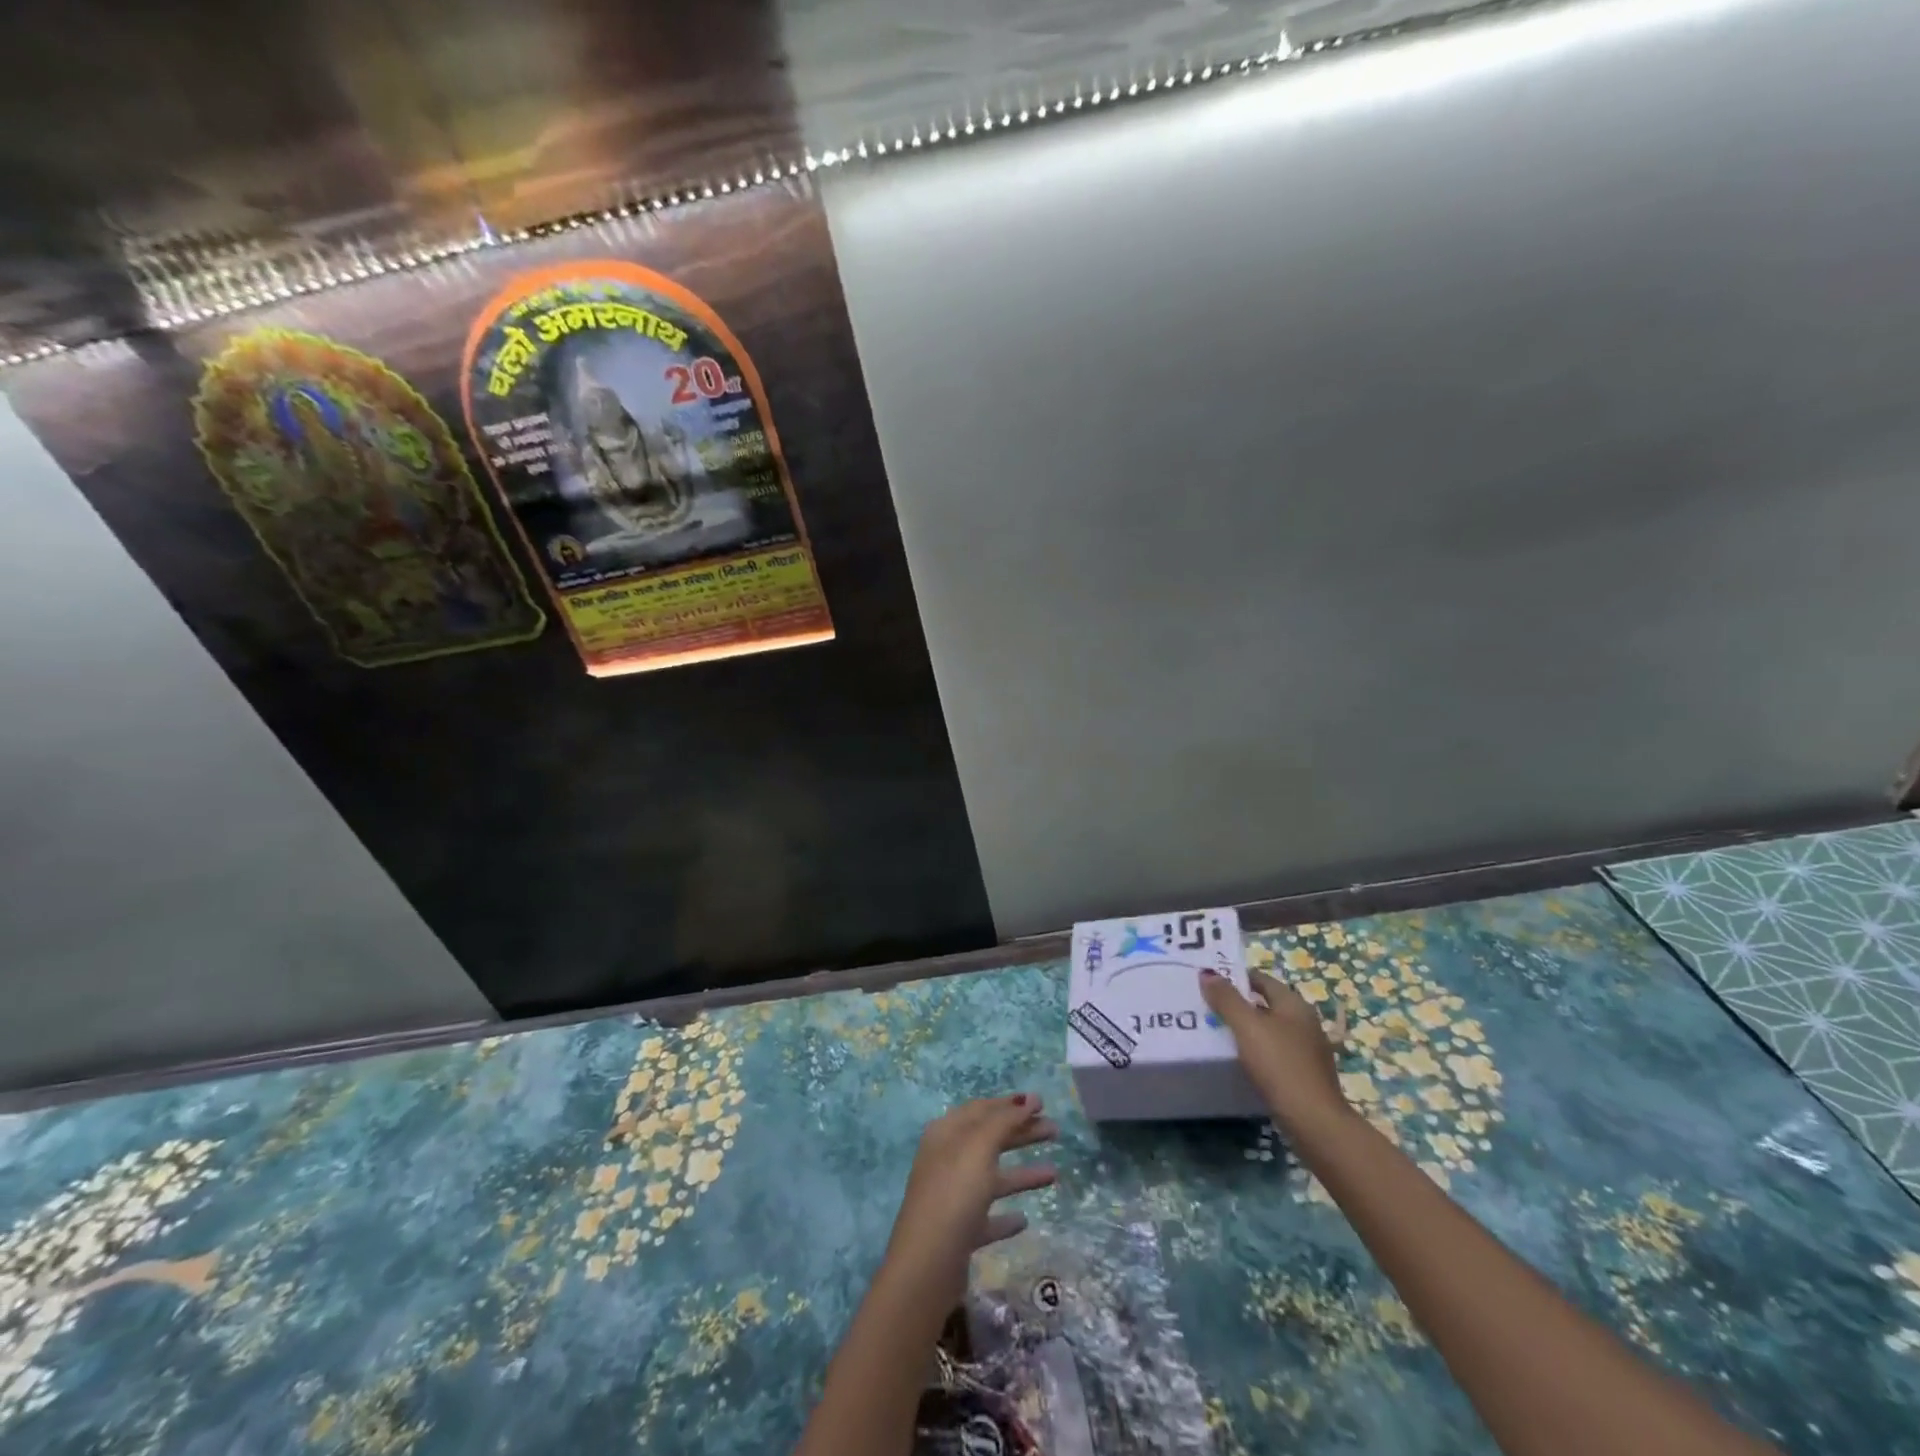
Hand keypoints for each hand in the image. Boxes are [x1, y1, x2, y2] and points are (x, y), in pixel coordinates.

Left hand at [883, 1095, 1057, 1295]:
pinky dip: (1006, 1216)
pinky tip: (1024, 1219)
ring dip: (1022, 1174)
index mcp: (947, 1134)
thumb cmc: (954, 1193)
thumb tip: (1029, 1099)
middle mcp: (948, 1160)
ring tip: (1055, 1173)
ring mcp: (953, 1197)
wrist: (928, 1265)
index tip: (1040, 1103)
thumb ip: (1005, 1121)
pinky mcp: (960, 1232)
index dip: (1010, 1104)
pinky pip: (988, 1217)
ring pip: (993, 1178)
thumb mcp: (979, 1147)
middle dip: (1022, 1133)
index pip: (982, 1109)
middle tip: (1055, 1130)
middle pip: (990, 1140)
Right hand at [1200, 968, 1352, 1134]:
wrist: (1314, 1122)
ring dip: (1247, 1028)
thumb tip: (1207, 974)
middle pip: (1266, 1004)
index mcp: (1294, 1004)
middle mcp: (1305, 1021)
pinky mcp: (1306, 1074)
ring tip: (1218, 1033)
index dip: (1235, 977)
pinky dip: (1257, 1050)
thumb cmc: (1280, 1065)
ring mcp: (1308, 1049)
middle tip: (1208, 1007)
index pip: (1261, 979)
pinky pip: (1275, 1051)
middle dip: (1239, 1003)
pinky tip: (1241, 1060)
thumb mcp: (1247, 1027)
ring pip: (1270, 1029)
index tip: (1210, 982)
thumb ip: (1226, 999)